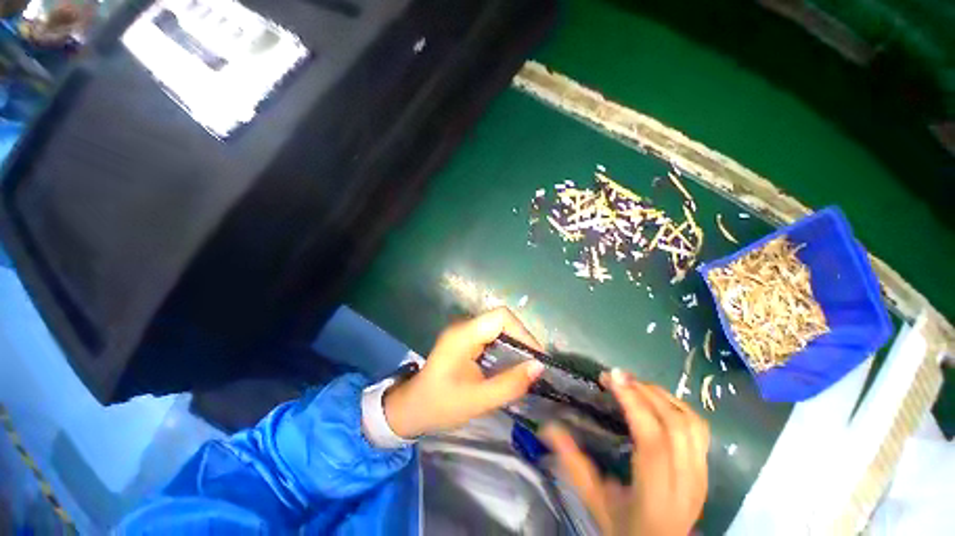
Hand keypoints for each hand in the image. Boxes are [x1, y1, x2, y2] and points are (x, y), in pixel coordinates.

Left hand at [383, 307, 545, 437]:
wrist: (411, 408)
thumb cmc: (440, 405)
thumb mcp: (477, 401)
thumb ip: (509, 384)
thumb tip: (539, 367)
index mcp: (463, 336)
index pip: (500, 317)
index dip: (523, 332)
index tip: (536, 357)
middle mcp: (464, 327)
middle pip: (501, 319)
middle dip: (522, 339)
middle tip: (534, 365)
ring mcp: (464, 332)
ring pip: (499, 327)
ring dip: (515, 343)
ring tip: (527, 366)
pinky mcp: (466, 339)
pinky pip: (492, 335)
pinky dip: (506, 347)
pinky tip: (511, 365)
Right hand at [542, 369, 709, 535]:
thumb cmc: (625, 527)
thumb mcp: (594, 500)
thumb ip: (572, 462)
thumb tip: (547, 427)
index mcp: (656, 495)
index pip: (653, 441)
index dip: (634, 405)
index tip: (611, 378)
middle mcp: (686, 482)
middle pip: (675, 425)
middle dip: (644, 392)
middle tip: (616, 376)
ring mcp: (701, 474)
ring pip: (692, 423)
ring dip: (661, 396)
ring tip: (634, 384)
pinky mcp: (705, 469)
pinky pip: (699, 428)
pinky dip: (677, 405)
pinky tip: (657, 399)